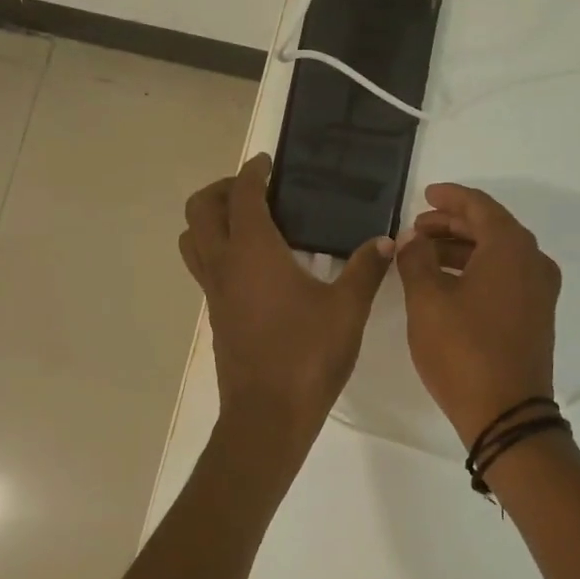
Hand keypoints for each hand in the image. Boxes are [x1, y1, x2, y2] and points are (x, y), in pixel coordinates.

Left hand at [179, 154, 393, 449]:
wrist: (268, 415)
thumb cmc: (307, 355)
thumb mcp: (348, 309)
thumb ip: (366, 269)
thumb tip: (386, 241)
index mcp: (252, 251)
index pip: (243, 195)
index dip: (253, 172)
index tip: (268, 163)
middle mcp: (224, 265)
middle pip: (200, 210)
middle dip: (222, 190)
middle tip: (256, 190)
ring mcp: (214, 292)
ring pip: (193, 240)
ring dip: (211, 221)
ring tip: (248, 223)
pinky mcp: (216, 316)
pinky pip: (205, 268)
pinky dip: (219, 250)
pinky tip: (256, 267)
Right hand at [394, 184, 561, 447]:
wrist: (506, 414)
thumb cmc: (463, 350)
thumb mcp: (427, 300)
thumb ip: (416, 260)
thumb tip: (412, 240)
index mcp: (510, 248)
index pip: (479, 206)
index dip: (449, 198)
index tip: (424, 195)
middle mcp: (533, 261)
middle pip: (491, 227)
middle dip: (452, 225)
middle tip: (417, 229)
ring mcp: (539, 291)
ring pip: (497, 253)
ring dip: (462, 249)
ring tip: (423, 255)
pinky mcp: (536, 315)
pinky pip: (505, 276)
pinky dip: (476, 270)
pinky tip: (446, 282)